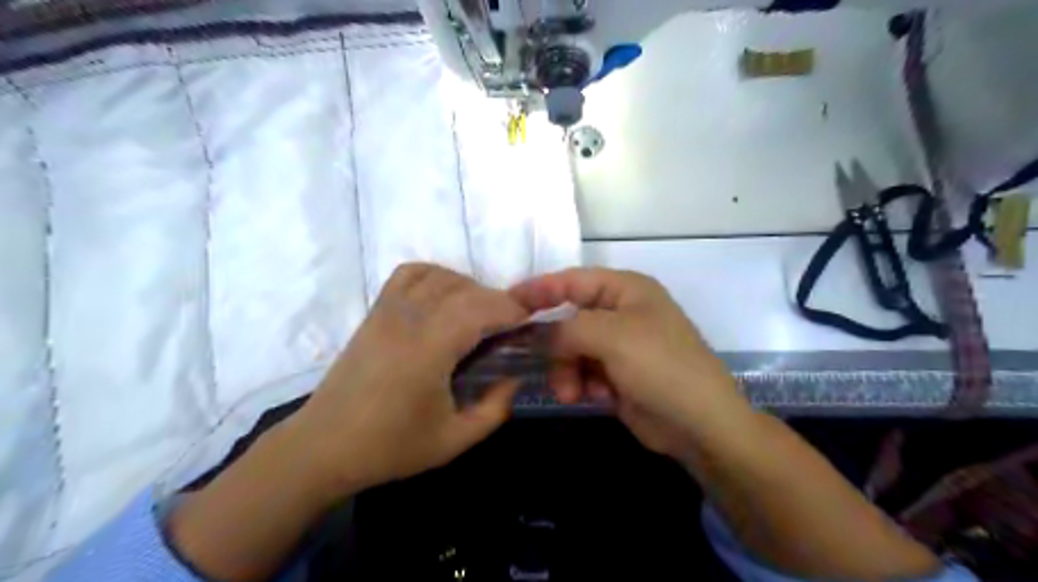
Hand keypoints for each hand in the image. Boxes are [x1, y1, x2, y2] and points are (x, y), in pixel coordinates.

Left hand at [290, 265, 526, 499]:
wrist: (324, 447)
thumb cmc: (390, 447)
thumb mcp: (454, 440)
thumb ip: (494, 409)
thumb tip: (514, 378)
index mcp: (429, 350)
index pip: (480, 309)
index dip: (511, 309)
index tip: (530, 320)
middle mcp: (409, 320)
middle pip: (464, 289)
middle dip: (496, 301)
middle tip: (510, 326)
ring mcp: (388, 311)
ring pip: (439, 276)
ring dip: (468, 288)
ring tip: (478, 314)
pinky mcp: (374, 312)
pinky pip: (408, 274)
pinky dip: (434, 276)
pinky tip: (442, 298)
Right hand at [509, 265, 746, 459]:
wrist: (700, 424)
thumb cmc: (660, 366)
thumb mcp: (611, 337)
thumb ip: (566, 329)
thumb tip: (540, 334)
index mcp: (626, 289)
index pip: (573, 281)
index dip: (540, 288)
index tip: (507, 301)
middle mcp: (622, 313)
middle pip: (570, 320)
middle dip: (558, 346)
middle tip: (544, 364)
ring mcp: (621, 346)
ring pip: (573, 350)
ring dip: (568, 370)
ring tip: (572, 392)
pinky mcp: (618, 375)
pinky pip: (584, 372)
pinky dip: (583, 384)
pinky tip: (596, 397)